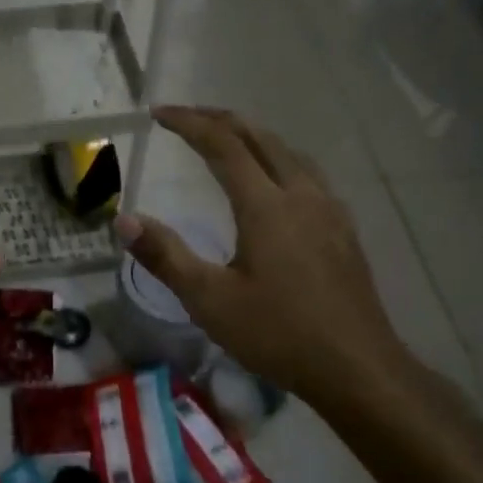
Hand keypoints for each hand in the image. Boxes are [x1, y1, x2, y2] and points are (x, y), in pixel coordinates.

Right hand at [115, 106, 419, 421]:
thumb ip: (165, 256)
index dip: (189, 123)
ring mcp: (329, 210)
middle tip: (186, 117)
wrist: (358, 369)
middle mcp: (301, 194)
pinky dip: (278, 159)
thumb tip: (125, 219)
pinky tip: (274, 183)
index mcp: (266, 205)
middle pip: (260, 137)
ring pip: (289, 152)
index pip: (223, 144)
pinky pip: (307, 173)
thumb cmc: (278, 334)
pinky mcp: (344, 229)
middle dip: (220, 119)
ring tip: (226, 140)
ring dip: (252, 136)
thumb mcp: (209, 300)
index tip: (158, 114)